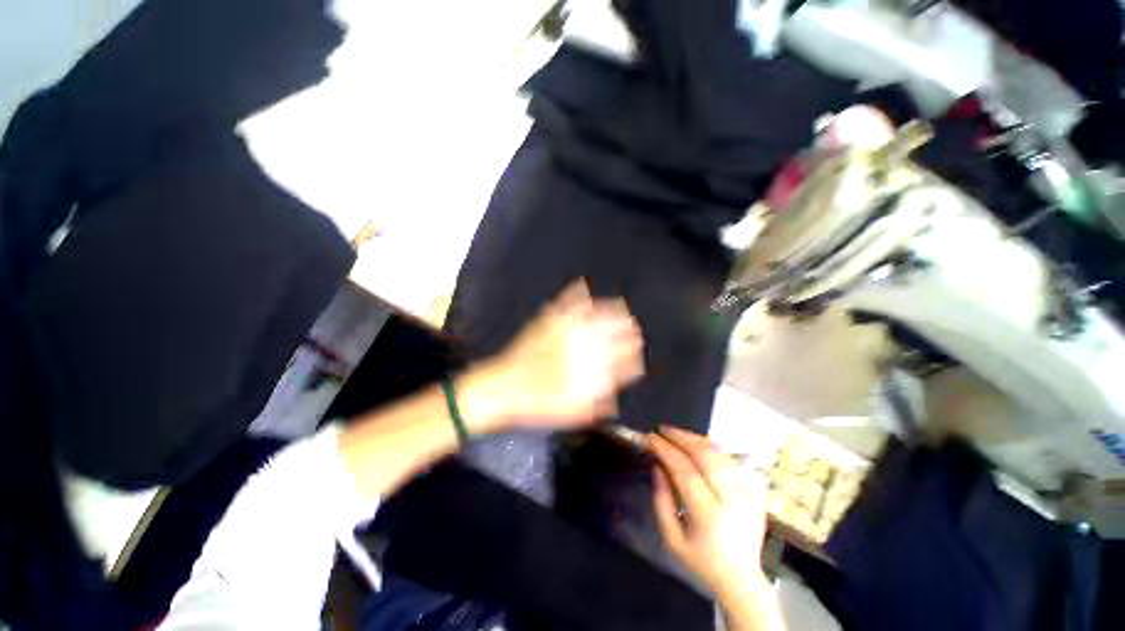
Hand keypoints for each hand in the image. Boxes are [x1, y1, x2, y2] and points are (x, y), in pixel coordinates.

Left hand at [478, 279, 644, 430]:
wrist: (503, 388)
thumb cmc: (536, 404)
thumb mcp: (569, 414)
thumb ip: (595, 407)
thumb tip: (614, 401)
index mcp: (588, 367)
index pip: (618, 358)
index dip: (631, 354)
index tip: (637, 349)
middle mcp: (580, 346)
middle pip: (610, 333)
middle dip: (625, 330)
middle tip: (633, 325)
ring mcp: (562, 331)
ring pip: (593, 316)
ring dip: (609, 311)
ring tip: (620, 306)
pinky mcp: (546, 322)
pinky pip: (565, 303)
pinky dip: (575, 293)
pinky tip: (582, 285)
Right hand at [649, 427, 770, 602]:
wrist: (741, 580)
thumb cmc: (701, 561)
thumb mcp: (671, 539)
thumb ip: (661, 500)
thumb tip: (657, 466)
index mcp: (709, 515)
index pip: (685, 471)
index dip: (666, 451)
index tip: (651, 439)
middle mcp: (732, 501)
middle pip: (706, 456)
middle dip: (681, 438)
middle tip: (663, 430)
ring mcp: (748, 495)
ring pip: (721, 454)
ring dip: (697, 439)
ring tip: (678, 435)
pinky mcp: (756, 493)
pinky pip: (732, 462)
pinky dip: (713, 449)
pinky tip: (698, 447)